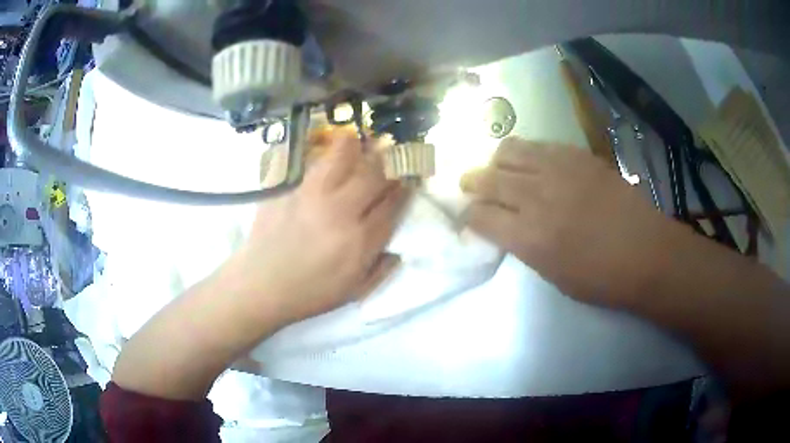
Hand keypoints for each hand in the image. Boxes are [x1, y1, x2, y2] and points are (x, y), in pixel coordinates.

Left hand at [235, 133, 406, 323]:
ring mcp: (312, 194)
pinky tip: (328, 158)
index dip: (405, 187)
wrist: (261, 285)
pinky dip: (326, 156)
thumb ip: (381, 269)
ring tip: (361, 143)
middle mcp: (340, 210)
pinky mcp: (289, 187)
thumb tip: (397, 249)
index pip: (393, 203)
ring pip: (343, 154)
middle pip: (375, 173)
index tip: (409, 179)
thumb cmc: (309, 293)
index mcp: (360, 240)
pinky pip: (312, 161)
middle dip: (390, 161)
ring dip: (358, 147)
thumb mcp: (354, 292)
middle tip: (391, 157)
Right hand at [460, 137, 683, 305]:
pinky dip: (527, 152)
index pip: (479, 216)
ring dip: (497, 161)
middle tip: (471, 185)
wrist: (646, 252)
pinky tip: (532, 162)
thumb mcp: (553, 276)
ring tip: (500, 169)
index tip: (469, 217)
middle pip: (487, 178)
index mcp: (529, 237)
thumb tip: (506, 227)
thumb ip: (524, 246)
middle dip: (472, 182)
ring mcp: (558, 169)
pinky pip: (539, 144)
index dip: (468, 216)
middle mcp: (537, 196)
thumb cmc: (601, 278)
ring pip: (509, 150)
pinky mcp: (577, 155)